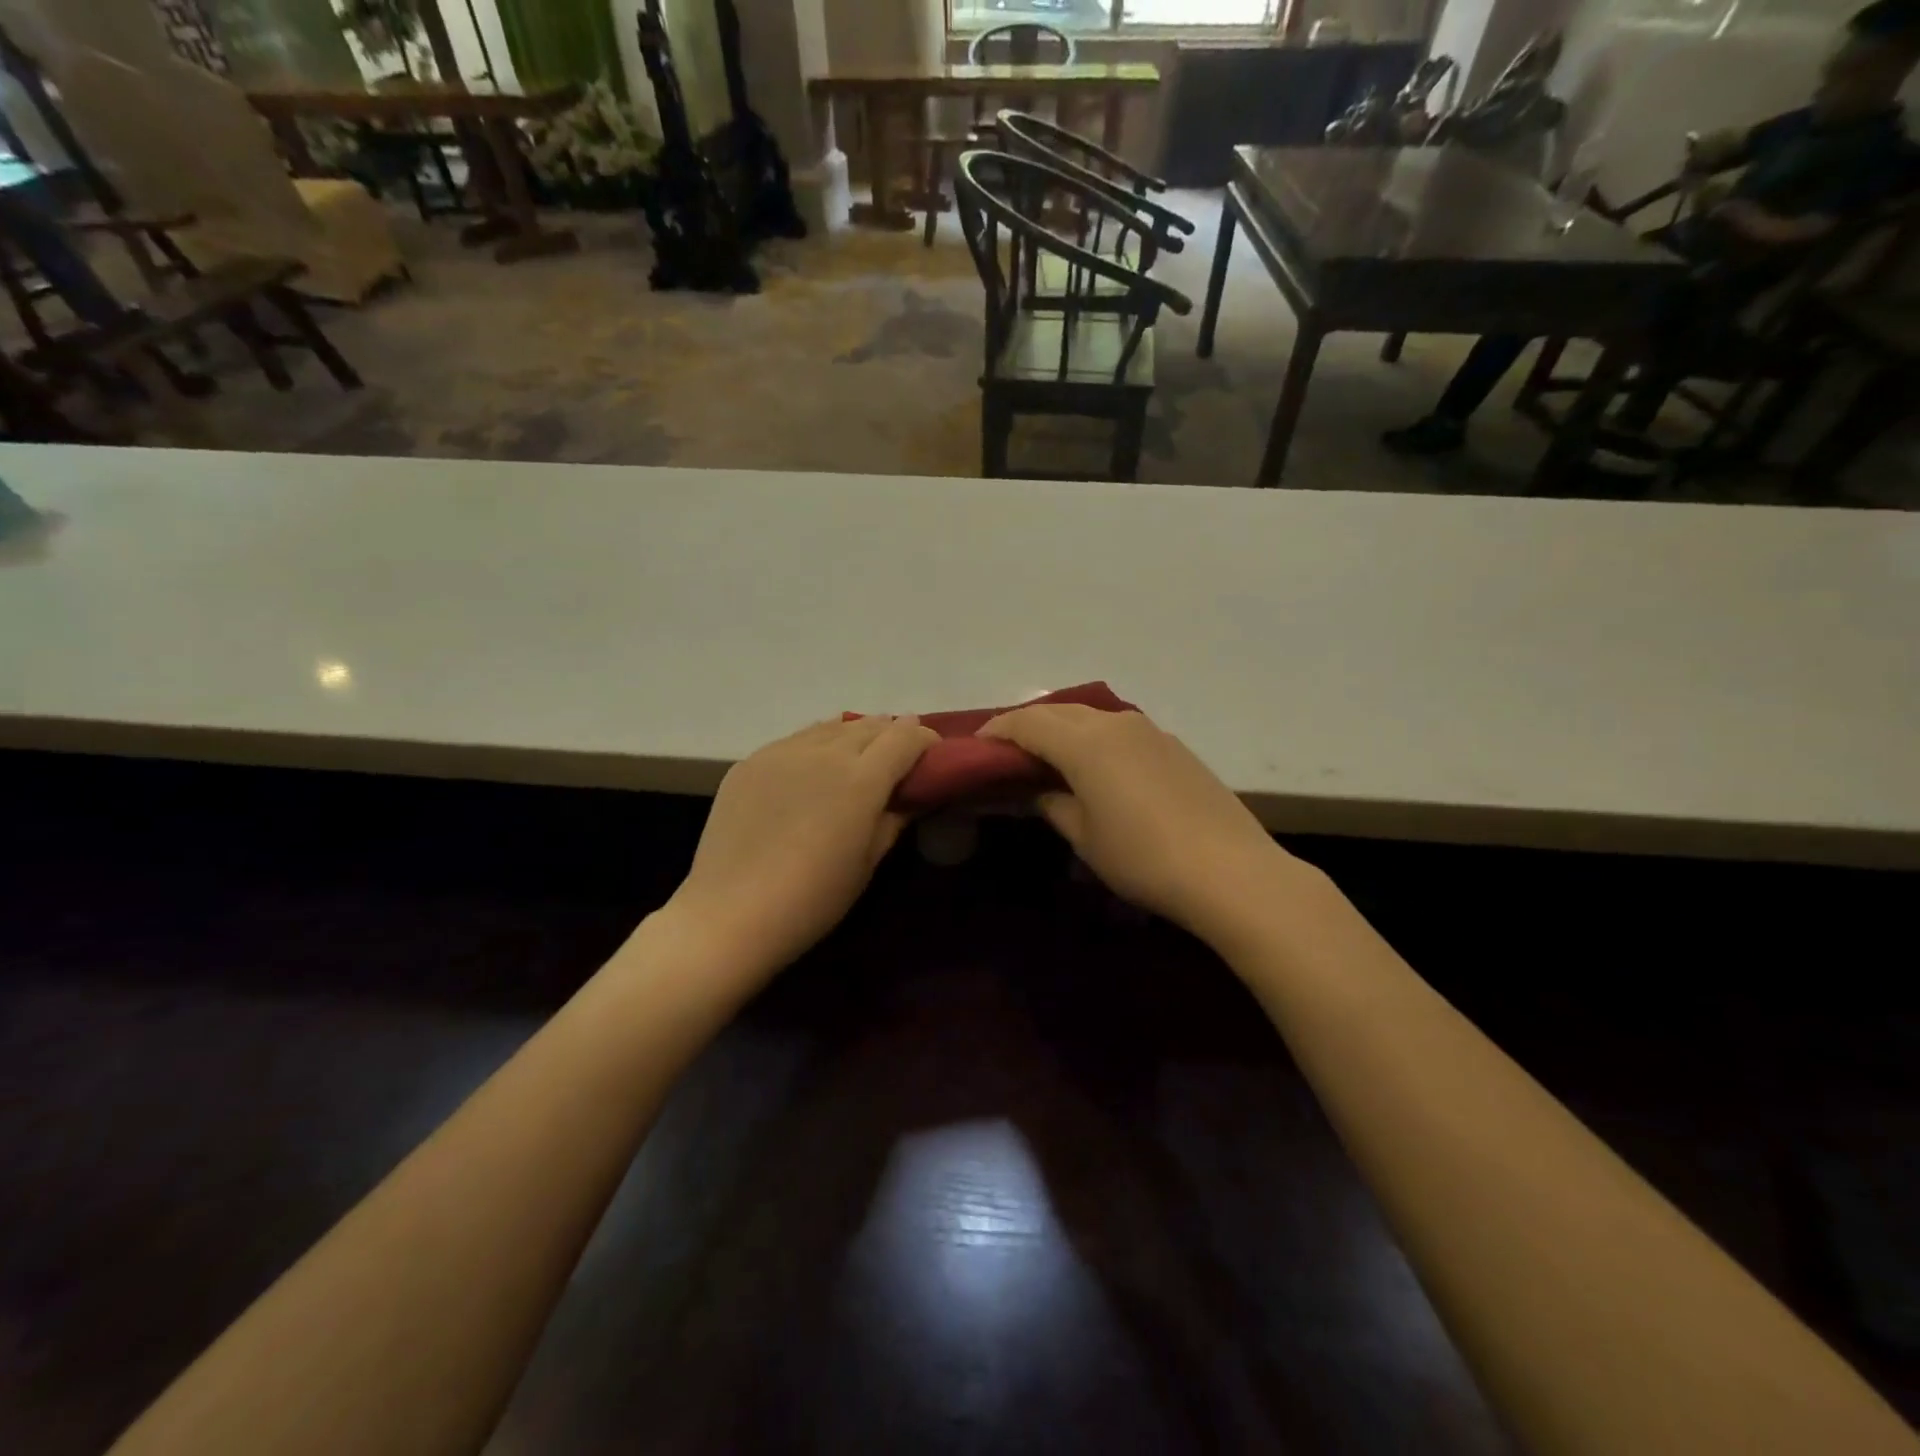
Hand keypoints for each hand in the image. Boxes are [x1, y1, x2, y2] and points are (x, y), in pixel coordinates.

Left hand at [665, 716, 937, 978]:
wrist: (731, 913)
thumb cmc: (813, 898)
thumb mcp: (868, 861)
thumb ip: (894, 818)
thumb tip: (911, 796)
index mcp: (861, 778)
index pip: (904, 737)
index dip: (924, 738)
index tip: (932, 753)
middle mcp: (824, 752)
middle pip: (869, 726)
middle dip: (891, 734)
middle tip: (900, 754)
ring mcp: (782, 752)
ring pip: (830, 727)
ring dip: (854, 734)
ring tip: (860, 754)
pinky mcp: (750, 761)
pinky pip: (795, 740)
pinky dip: (817, 744)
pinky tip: (815, 766)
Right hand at [978, 706, 1297, 936]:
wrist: (1230, 871)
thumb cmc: (1142, 858)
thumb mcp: (1084, 837)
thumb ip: (1052, 804)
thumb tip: (1036, 791)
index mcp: (1085, 742)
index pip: (1027, 722)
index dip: (998, 731)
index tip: (978, 747)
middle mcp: (1115, 723)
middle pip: (1059, 711)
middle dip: (1028, 725)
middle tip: (1008, 752)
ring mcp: (1150, 730)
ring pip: (1091, 717)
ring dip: (1063, 729)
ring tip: (1048, 757)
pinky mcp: (1174, 746)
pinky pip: (1120, 730)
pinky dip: (1094, 739)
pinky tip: (1096, 767)